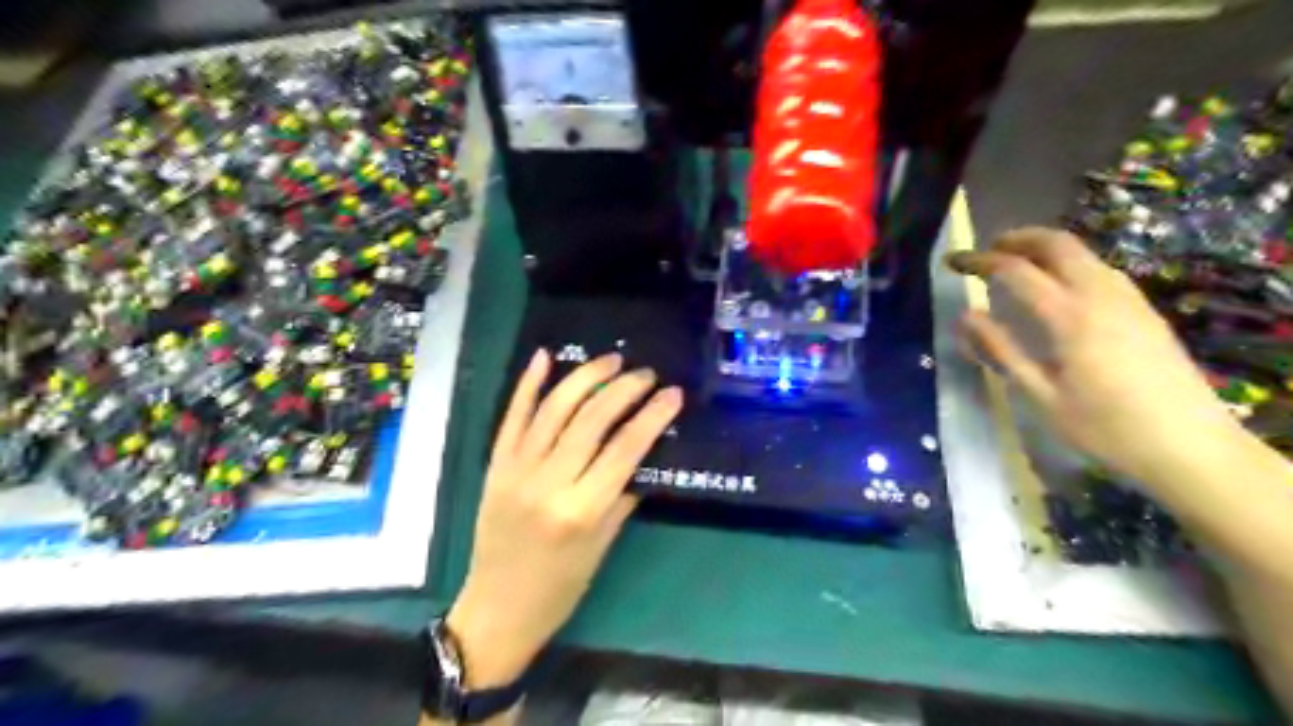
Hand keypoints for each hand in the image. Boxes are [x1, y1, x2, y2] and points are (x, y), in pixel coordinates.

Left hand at [449, 352, 679, 692]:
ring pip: (554, 408)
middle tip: (647, 374)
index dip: (652, 416)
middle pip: (592, 420)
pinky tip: (545, 356)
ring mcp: (517, 469)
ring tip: (611, 361)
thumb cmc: (561, 586)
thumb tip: (643, 450)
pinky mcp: (495, 464)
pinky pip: (512, 416)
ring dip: (585, 378)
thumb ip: (623, 493)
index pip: (625, 449)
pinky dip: (528, 384)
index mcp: (581, 509)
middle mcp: (548, 482)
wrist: (498, 608)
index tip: (673, 394)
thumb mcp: (603, 545)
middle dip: (624, 389)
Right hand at [946, 224, 1240, 490]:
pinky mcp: (1145, 312)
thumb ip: (1001, 351)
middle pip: (1058, 244)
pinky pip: (1101, 270)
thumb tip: (966, 316)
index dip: (980, 261)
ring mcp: (1129, 300)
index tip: (953, 261)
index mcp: (1070, 317)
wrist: (1191, 447)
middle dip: (1018, 238)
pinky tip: (1059, 289)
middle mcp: (1101, 296)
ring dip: (1046, 248)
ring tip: (1018, 265)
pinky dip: (1070, 264)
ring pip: (1084, 254)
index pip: (1016, 271)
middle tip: (988, 249)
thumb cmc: (1105, 428)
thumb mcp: (1041, 395)